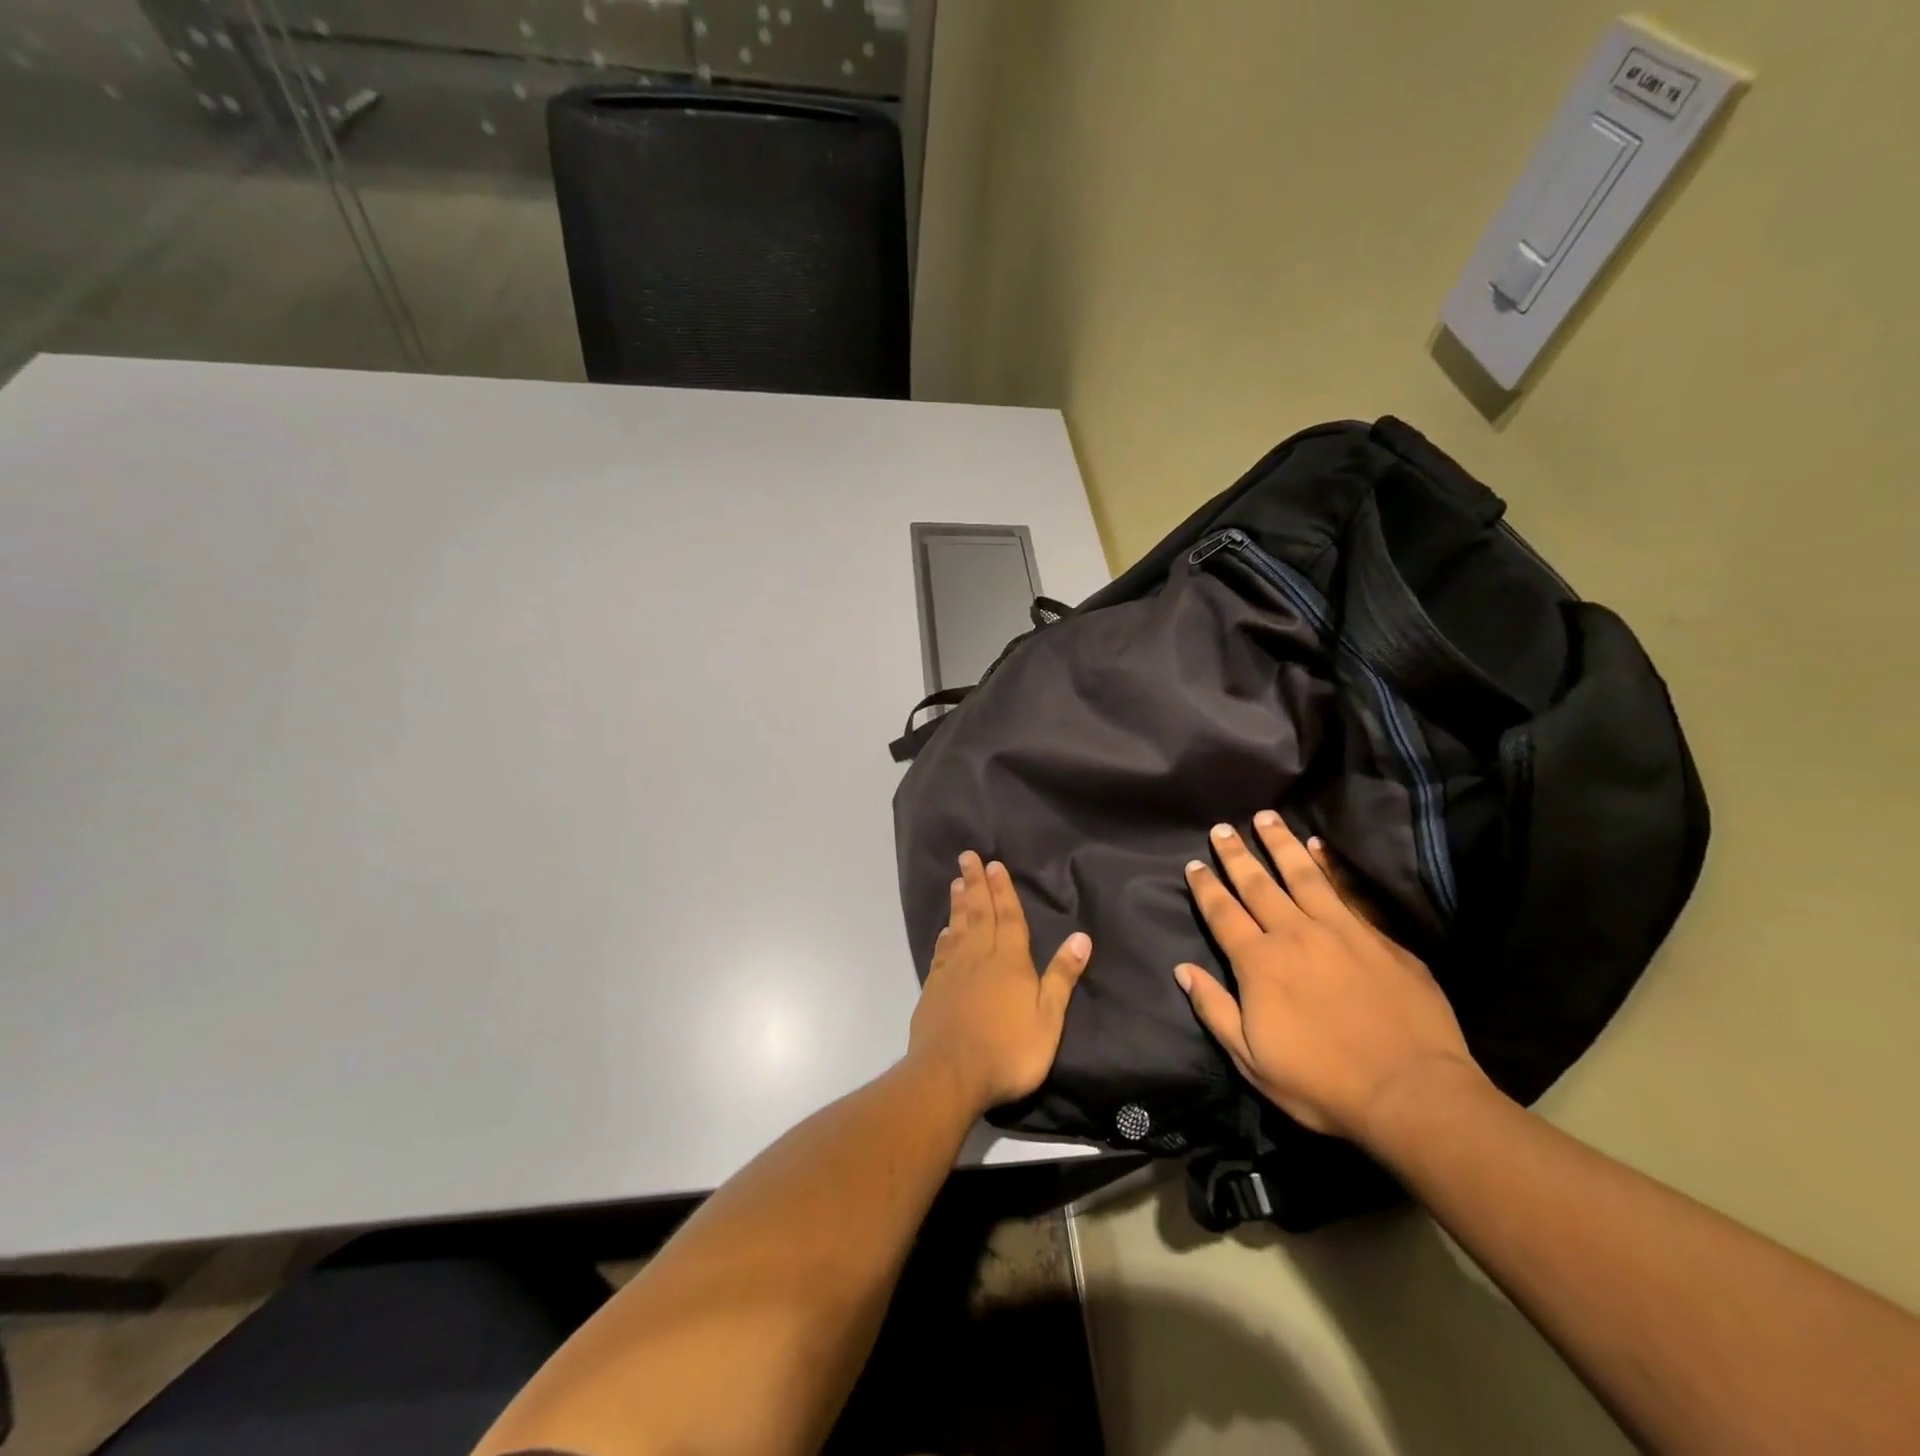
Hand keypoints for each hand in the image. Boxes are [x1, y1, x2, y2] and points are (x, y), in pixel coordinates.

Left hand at [909, 851, 1090, 1114]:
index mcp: (1010, 961)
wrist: (950, 1074)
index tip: (994, 864)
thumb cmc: (1008, 1050)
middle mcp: (980, 957)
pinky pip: (942, 952)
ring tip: (957, 883)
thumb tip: (1081, 937)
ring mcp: (953, 971)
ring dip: (959, 903)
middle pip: (979, 913)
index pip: (1009, 917)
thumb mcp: (1048, 1018)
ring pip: (958, 927)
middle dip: (976, 883)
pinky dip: (945, 935)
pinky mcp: (934, 988)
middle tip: (967, 856)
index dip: (1003, 890)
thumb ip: (1061, 976)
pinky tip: (945, 930)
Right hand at [1175, 810, 1486, 1146]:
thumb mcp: (1251, 1060)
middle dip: (1236, 855)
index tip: (1194, 864)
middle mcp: (1294, 935)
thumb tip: (1183, 969)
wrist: (1412, 1094)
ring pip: (1301, 875)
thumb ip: (1215, 1009)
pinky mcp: (1378, 938)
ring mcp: (1340, 931)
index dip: (1206, 887)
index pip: (1223, 914)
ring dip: (1280, 844)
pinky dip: (1328, 866)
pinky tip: (1320, 848)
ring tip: (1266, 817)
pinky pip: (1345, 891)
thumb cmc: (1323, 1084)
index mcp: (1259, 963)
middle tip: (1222, 828)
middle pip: (1257, 884)